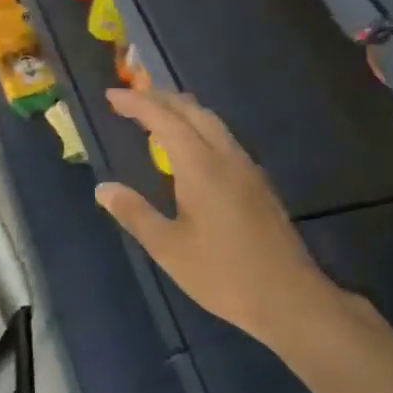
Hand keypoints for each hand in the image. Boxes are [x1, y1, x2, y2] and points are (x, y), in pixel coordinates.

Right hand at [96, 88, 333, 344]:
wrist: (289, 297)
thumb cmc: (223, 274)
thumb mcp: (169, 249)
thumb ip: (135, 213)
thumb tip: (103, 188)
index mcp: (201, 166)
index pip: (164, 119)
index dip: (137, 103)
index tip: (112, 96)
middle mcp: (225, 156)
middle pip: (191, 110)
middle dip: (158, 98)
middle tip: (129, 100)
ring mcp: (246, 167)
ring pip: (211, 121)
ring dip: (181, 110)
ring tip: (155, 117)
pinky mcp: (258, 182)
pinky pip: (223, 137)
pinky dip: (198, 127)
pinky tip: (190, 149)